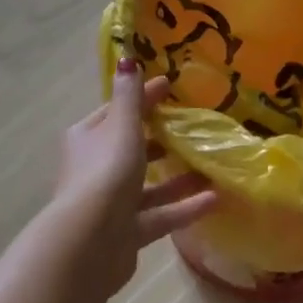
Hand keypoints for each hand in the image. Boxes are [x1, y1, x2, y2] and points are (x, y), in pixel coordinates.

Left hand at [54, 58, 218, 292]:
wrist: (89, 242)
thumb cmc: (106, 173)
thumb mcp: (121, 127)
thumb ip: (130, 97)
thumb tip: (127, 59)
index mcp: (87, 138)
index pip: (117, 111)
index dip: (143, 98)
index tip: (171, 87)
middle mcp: (95, 168)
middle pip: (132, 148)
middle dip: (161, 139)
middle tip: (195, 129)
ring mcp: (110, 204)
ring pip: (148, 185)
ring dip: (179, 177)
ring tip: (212, 166)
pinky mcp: (126, 233)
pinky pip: (160, 215)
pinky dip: (184, 207)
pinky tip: (215, 199)